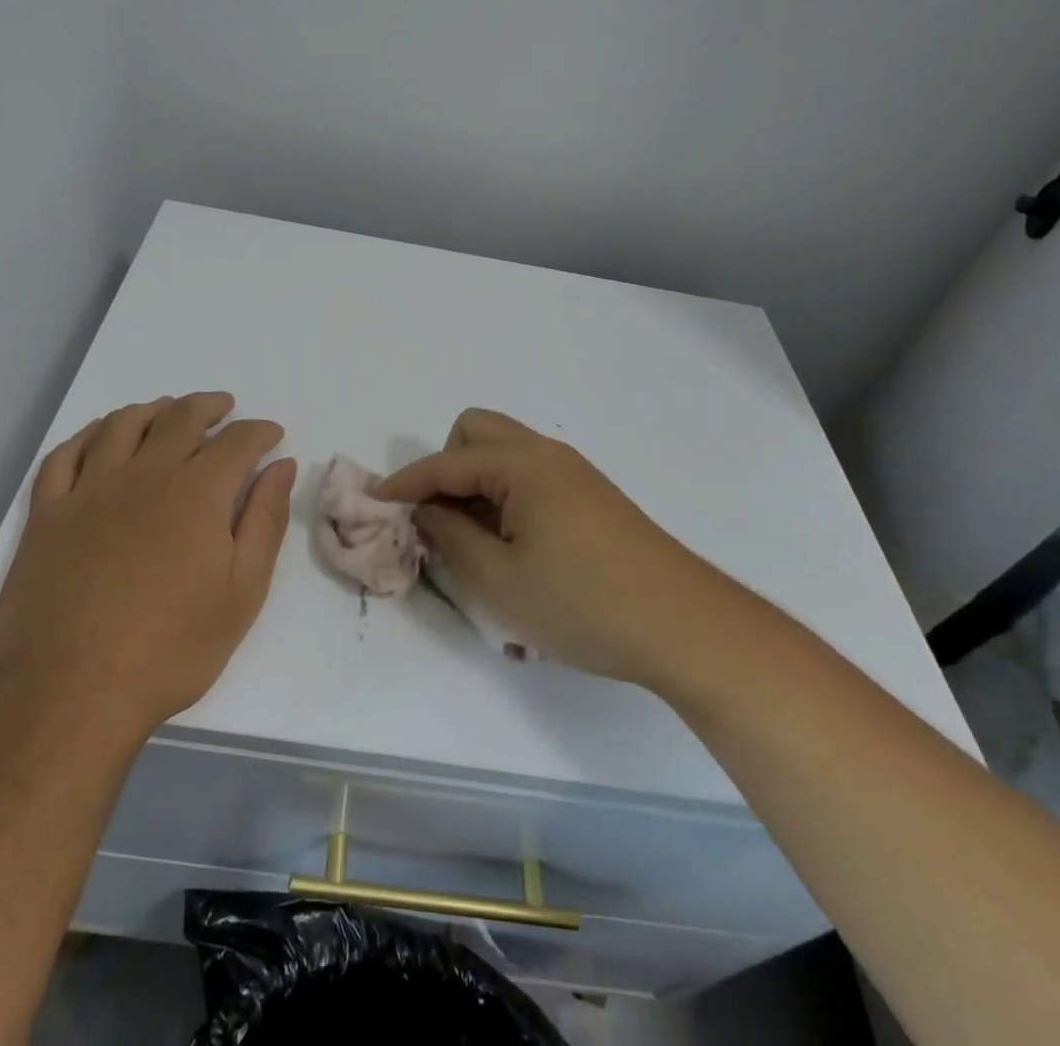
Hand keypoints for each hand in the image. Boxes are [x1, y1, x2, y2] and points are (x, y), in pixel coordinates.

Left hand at [0, 393, 295, 744]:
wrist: (70, 692)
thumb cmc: (171, 648)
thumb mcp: (242, 591)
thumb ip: (265, 521)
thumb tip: (281, 467)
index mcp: (196, 493)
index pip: (237, 442)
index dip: (259, 432)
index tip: (271, 435)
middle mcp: (144, 475)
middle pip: (180, 419)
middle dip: (209, 407)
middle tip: (224, 407)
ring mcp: (89, 491)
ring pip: (122, 426)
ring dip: (152, 410)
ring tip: (166, 410)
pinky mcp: (47, 515)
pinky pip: (64, 456)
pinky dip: (86, 436)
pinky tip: (98, 436)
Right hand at [378, 409, 710, 689]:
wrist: (684, 626)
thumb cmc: (582, 604)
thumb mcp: (499, 581)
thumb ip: (450, 538)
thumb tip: (426, 513)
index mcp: (523, 465)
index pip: (446, 463)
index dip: (406, 483)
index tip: (375, 502)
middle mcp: (548, 454)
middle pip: (477, 433)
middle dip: (445, 468)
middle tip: (439, 520)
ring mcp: (574, 473)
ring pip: (505, 453)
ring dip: (475, 483)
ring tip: (472, 539)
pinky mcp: (591, 496)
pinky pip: (530, 476)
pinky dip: (504, 496)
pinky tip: (511, 544)